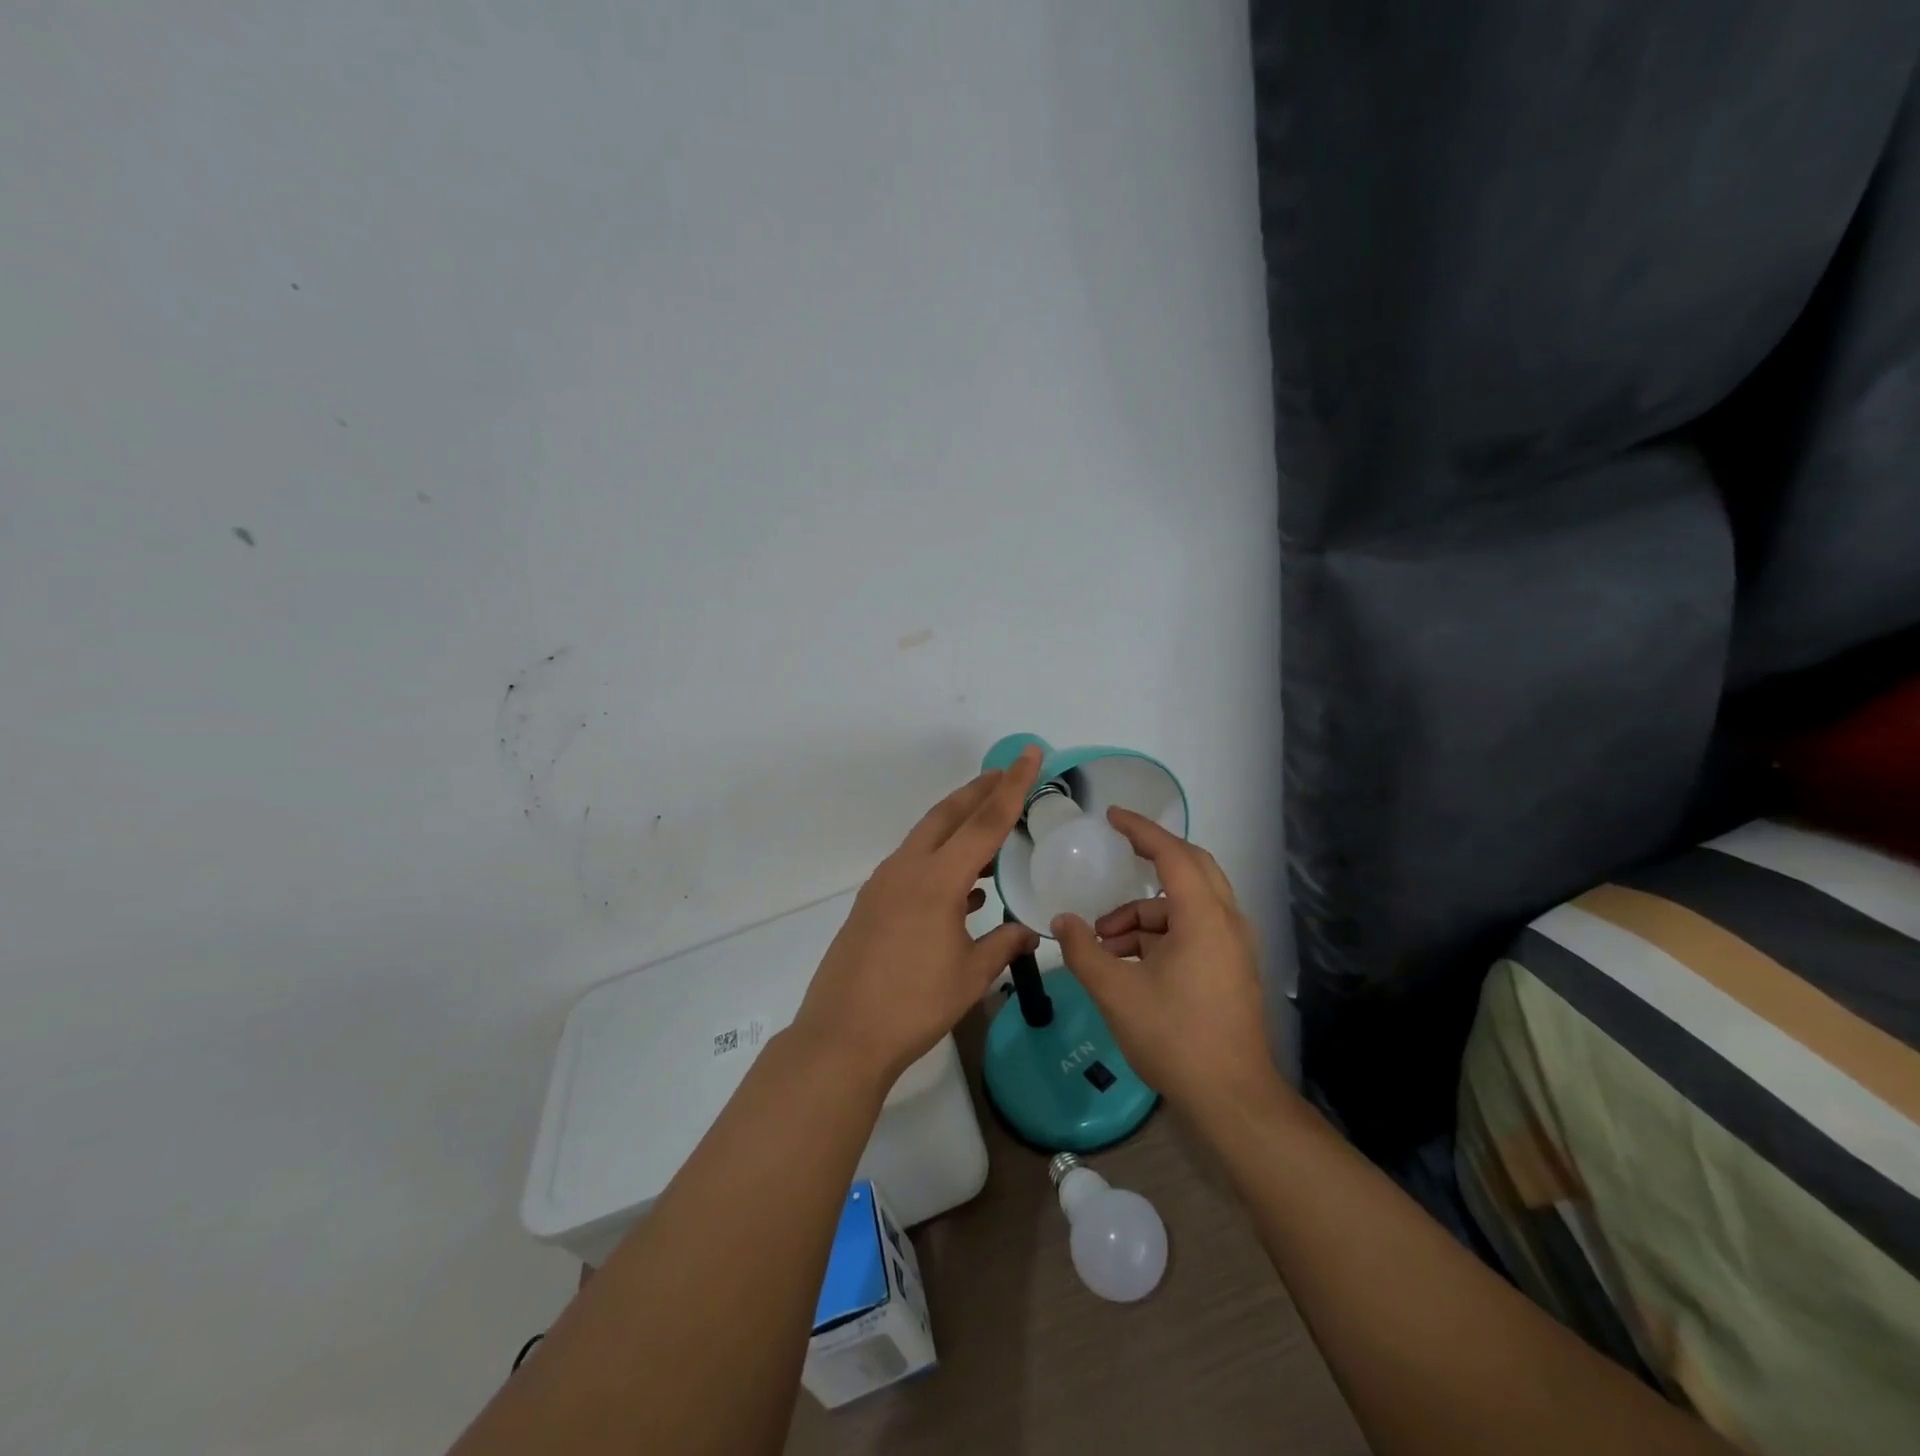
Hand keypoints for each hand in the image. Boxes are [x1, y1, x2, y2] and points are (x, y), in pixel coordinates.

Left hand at [792, 747, 1043, 1088]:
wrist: (842, 1036)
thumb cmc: (912, 1006)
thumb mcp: (969, 977)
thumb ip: (1003, 945)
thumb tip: (1029, 931)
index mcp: (936, 880)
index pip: (984, 822)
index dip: (1012, 786)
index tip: (1029, 754)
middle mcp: (907, 869)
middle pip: (948, 814)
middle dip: (979, 790)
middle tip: (1007, 773)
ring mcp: (884, 884)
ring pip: (927, 837)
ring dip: (958, 823)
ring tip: (989, 822)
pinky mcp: (872, 903)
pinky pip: (913, 864)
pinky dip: (940, 859)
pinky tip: (963, 886)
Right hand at [1051, 809, 1278, 1110]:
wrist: (1232, 1099)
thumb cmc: (1174, 1037)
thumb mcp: (1116, 992)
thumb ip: (1084, 951)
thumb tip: (1062, 922)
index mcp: (1203, 918)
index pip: (1173, 854)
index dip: (1141, 831)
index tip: (1113, 816)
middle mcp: (1226, 922)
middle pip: (1192, 868)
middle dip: (1152, 858)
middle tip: (1118, 854)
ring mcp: (1234, 947)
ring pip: (1188, 905)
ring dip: (1147, 911)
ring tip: (1106, 940)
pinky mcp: (1231, 969)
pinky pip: (1194, 930)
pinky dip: (1161, 933)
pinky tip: (1128, 961)